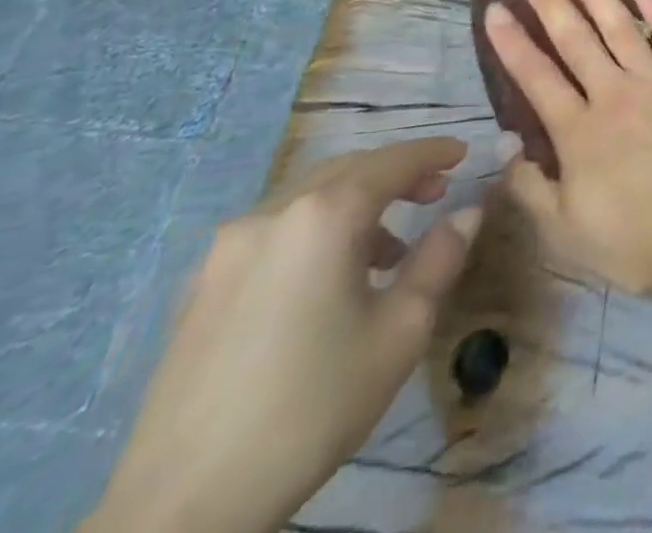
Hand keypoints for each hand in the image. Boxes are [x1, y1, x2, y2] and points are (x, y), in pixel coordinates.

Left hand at [85, 139, 482, 532]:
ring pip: (307, 199)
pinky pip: (274, 232)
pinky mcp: (199, 288)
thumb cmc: (312, 405)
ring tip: (388, 250)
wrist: (183, 506)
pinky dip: (315, 230)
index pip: (393, 162)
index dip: (433, 153)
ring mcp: (227, 250)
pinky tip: (328, 280)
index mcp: (325, 215)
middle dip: (395, 174)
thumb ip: (440, 258)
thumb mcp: (401, 330)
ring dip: (355, 204)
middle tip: (435, 192)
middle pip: (347, 170)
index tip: (462, 153)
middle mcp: (272, 214)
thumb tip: (468, 212)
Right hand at [486, 0, 651, 300]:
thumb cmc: (637, 240)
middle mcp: (613, 93)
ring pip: (619, 25)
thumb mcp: (567, 231)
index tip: (494, 9)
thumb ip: (531, 187)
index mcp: (578, 131)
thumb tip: (505, 146)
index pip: (536, 76)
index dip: (512, 42)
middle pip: (575, 39)